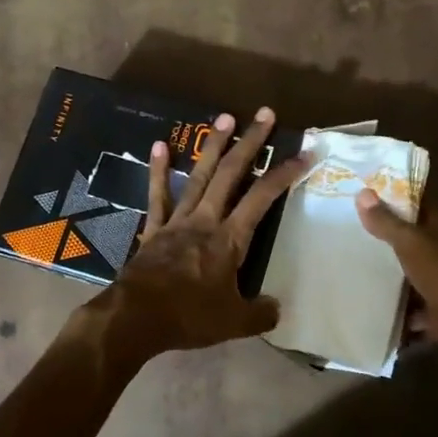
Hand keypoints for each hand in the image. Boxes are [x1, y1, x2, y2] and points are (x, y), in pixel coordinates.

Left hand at [101, 108, 305, 358]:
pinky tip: (158, 145)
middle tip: (264, 114)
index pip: (262, 198)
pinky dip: (159, 170)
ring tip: (225, 118)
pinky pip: (157, 195)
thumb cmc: (188, 316)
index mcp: (229, 239)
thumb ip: (260, 313)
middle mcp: (205, 220)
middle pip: (231, 174)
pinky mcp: (153, 229)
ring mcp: (177, 221)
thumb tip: (277, 308)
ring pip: (199, 176)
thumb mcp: (234, 322)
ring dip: (213, 146)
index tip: (303, 154)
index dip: (284, 174)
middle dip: (250, 143)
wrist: (134, 318)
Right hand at [354, 192, 437, 369]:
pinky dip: (394, 310)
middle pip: (410, 239)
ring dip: (386, 276)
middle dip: (382, 239)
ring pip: (409, 273)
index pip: (415, 204)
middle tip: (346, 233)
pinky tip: (367, 306)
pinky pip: (410, 307)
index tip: (359, 198)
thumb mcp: (411, 243)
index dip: (390, 199)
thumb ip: (386, 222)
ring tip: (349, 269)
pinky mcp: (437, 310)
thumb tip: (362, 192)